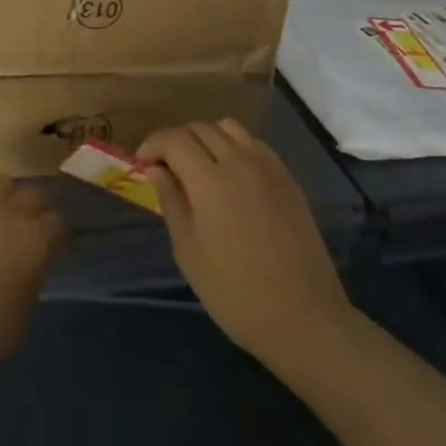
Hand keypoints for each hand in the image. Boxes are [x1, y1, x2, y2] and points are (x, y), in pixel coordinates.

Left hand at [0, 176, 65, 382]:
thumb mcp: (19, 319)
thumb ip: (29, 284)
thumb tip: (26, 272)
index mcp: (35, 242)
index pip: (57, 222)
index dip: (56, 234)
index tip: (52, 248)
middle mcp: (10, 213)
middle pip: (32, 194)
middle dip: (34, 208)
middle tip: (27, 228)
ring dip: (2, 196)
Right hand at [139, 120, 351, 373]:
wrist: (303, 317)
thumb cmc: (235, 292)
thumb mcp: (188, 251)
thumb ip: (170, 201)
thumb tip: (156, 169)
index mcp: (210, 180)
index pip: (174, 139)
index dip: (152, 145)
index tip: (142, 164)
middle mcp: (239, 161)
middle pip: (200, 128)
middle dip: (176, 141)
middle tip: (166, 168)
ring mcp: (268, 166)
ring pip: (229, 128)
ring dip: (206, 138)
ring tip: (199, 167)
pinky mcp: (288, 178)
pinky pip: (254, 144)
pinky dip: (234, 146)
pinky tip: (231, 176)